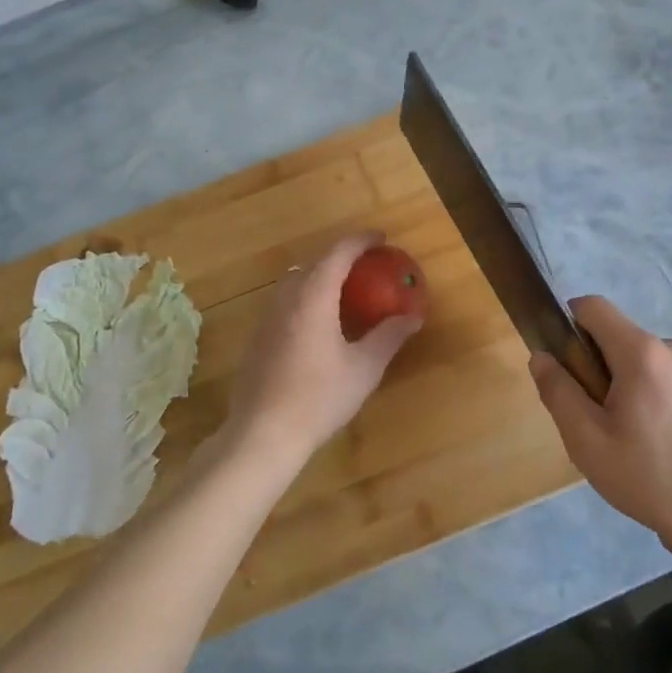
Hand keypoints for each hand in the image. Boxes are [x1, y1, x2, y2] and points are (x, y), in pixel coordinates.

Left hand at [223, 232, 422, 468]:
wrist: (262, 434)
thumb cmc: (319, 398)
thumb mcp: (364, 368)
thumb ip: (389, 337)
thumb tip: (413, 317)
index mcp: (313, 297)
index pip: (338, 253)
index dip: (360, 240)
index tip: (381, 238)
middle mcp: (286, 298)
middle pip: (313, 261)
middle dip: (341, 255)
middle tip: (367, 263)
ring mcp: (267, 317)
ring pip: (295, 280)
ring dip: (321, 274)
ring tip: (346, 288)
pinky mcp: (258, 337)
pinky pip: (286, 300)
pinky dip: (307, 295)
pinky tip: (320, 321)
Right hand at [529, 296, 671, 555]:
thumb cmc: (649, 477)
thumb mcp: (587, 440)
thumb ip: (558, 392)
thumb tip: (541, 357)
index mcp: (641, 352)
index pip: (593, 307)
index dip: (566, 323)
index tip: (561, 365)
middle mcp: (671, 348)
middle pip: (614, 337)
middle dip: (593, 367)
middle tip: (592, 421)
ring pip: (636, 361)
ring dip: (619, 386)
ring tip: (623, 441)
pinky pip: (659, 377)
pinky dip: (643, 398)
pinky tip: (651, 444)